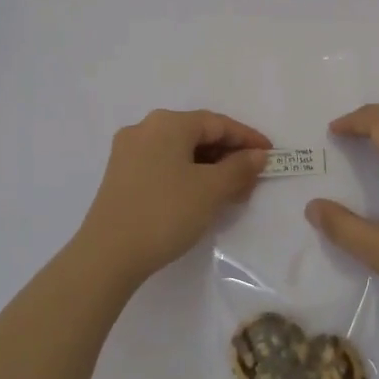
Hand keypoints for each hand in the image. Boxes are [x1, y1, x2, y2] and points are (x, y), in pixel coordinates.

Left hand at [73, 109, 270, 286]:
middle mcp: (145, 129)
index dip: (247, 138)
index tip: (271, 155)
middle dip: (229, 156)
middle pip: (197, 135)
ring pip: (180, 152)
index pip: (217, 123)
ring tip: (232, 193)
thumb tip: (257, 155)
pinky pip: (164, 165)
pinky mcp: (120, 176)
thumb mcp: (211, 190)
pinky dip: (188, 176)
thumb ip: (239, 168)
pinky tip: (201, 197)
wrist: (107, 255)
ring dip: (210, 168)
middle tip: (252, 179)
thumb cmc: (165, 213)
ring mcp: (129, 152)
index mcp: (167, 123)